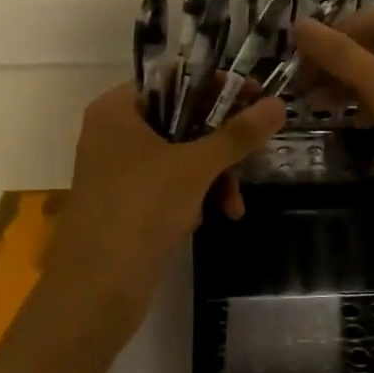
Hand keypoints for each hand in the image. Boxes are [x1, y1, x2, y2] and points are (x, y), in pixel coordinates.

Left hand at [48, 83, 284, 342]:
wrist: (94, 293)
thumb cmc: (140, 211)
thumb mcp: (195, 167)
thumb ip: (238, 134)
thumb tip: (279, 104)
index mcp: (117, 110)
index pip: (174, 79)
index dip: (217, 86)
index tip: (255, 96)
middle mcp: (114, 133)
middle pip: (181, 118)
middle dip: (220, 142)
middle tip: (255, 151)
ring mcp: (119, 170)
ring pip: (180, 155)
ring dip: (214, 175)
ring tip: (234, 204)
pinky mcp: (127, 204)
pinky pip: (170, 184)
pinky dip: (195, 195)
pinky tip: (214, 217)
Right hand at [289, 9, 373, 250]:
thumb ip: (338, 53)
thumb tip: (298, 24)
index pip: (368, 18)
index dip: (329, 36)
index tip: (292, 60)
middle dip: (337, 63)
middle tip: (299, 87)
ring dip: (350, 86)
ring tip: (313, 105)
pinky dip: (371, 105)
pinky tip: (348, 121)